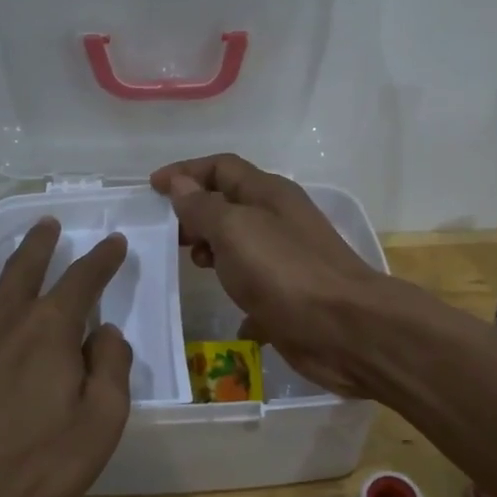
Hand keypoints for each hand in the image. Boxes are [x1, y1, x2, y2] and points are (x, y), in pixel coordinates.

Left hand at [0, 202, 133, 496]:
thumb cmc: (28, 464)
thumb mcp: (98, 425)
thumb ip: (111, 371)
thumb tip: (107, 333)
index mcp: (50, 329)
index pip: (85, 280)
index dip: (103, 259)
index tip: (114, 242)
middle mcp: (2, 315)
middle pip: (25, 265)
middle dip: (42, 242)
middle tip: (50, 222)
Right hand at [149, 154, 385, 396]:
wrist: (345, 329)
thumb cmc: (285, 271)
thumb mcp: (235, 230)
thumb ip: (204, 207)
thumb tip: (181, 185)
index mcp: (268, 194)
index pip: (221, 167)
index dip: (186, 172)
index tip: (152, 189)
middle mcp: (279, 221)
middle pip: (230, 205)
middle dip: (196, 215)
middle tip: (168, 236)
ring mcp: (287, 260)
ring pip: (241, 247)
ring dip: (214, 253)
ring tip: (193, 269)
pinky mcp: (290, 298)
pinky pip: (256, 289)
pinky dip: (239, 296)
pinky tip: (228, 315)